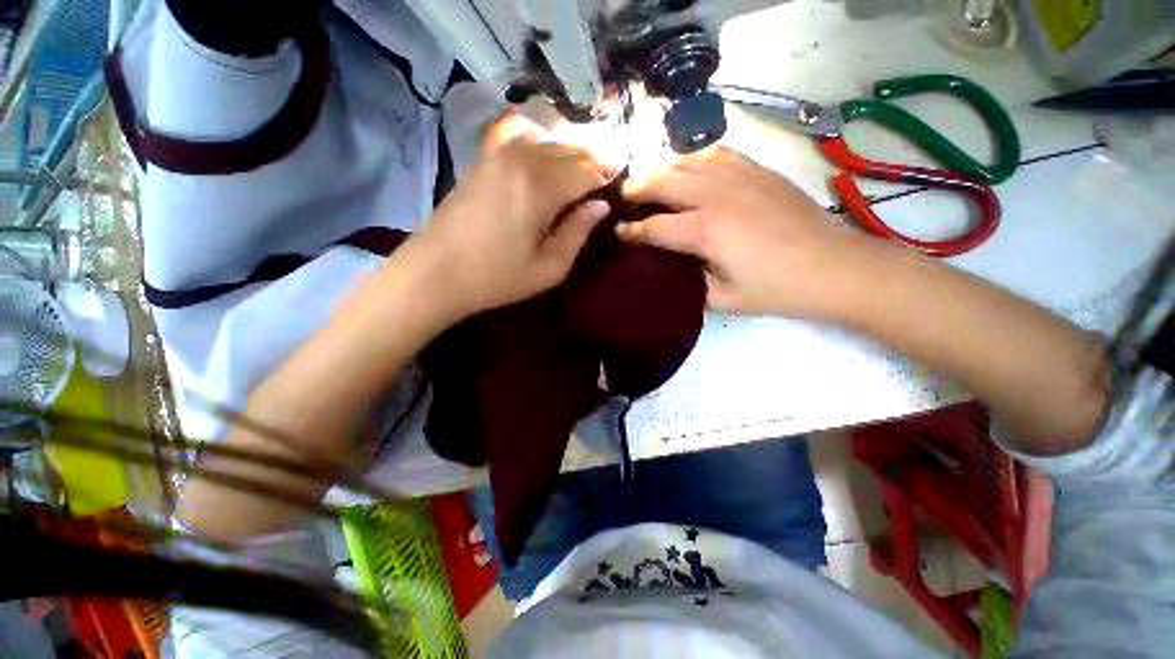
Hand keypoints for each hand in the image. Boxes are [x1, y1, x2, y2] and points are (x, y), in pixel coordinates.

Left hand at [398, 136, 609, 323]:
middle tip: (608, 174)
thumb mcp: (549, 267)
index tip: (620, 185)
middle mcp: (523, 160)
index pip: (588, 171)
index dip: (608, 176)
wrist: (436, 272)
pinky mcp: (482, 160)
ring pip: (548, 140)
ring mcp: (499, 155)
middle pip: (570, 150)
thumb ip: (578, 232)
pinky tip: (546, 149)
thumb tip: (600, 205)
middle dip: (594, 160)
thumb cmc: (497, 277)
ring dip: (570, 150)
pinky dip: (540, 140)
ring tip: (583, 166)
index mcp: (542, 188)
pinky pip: (518, 137)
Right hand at [618, 146, 866, 318]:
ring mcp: (738, 176)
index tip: (617, 233)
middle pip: (663, 181)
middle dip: (636, 188)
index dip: (632, 231)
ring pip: (685, 161)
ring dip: (660, 168)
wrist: (833, 267)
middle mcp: (716, 195)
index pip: (654, 226)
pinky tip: (688, 168)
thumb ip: (689, 283)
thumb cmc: (776, 289)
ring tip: (647, 179)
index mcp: (705, 231)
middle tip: (622, 197)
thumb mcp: (724, 299)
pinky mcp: (757, 169)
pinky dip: (693, 158)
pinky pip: (716, 153)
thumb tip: (669, 269)